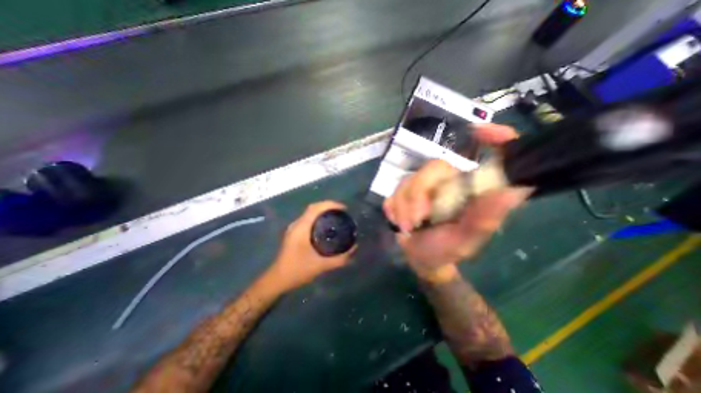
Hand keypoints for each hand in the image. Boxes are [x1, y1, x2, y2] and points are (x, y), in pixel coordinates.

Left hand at [269, 202, 356, 291]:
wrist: (277, 280)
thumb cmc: (297, 271)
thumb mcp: (321, 266)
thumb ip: (339, 259)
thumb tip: (354, 248)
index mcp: (301, 228)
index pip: (315, 208)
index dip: (330, 204)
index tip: (344, 208)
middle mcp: (296, 224)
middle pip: (313, 208)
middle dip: (328, 206)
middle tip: (342, 212)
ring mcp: (294, 228)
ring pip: (310, 213)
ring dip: (322, 211)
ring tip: (336, 216)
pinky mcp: (294, 233)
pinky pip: (308, 219)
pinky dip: (318, 217)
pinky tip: (326, 225)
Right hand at [382, 124, 530, 277]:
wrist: (420, 258)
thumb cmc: (447, 250)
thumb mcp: (467, 240)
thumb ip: (484, 218)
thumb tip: (512, 191)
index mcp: (473, 189)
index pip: (491, 156)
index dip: (494, 139)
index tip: (481, 132)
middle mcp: (451, 181)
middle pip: (433, 168)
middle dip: (418, 195)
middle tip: (415, 220)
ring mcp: (425, 184)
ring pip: (408, 181)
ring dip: (404, 206)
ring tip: (408, 226)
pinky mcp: (406, 191)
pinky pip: (395, 192)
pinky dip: (395, 208)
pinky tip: (400, 221)